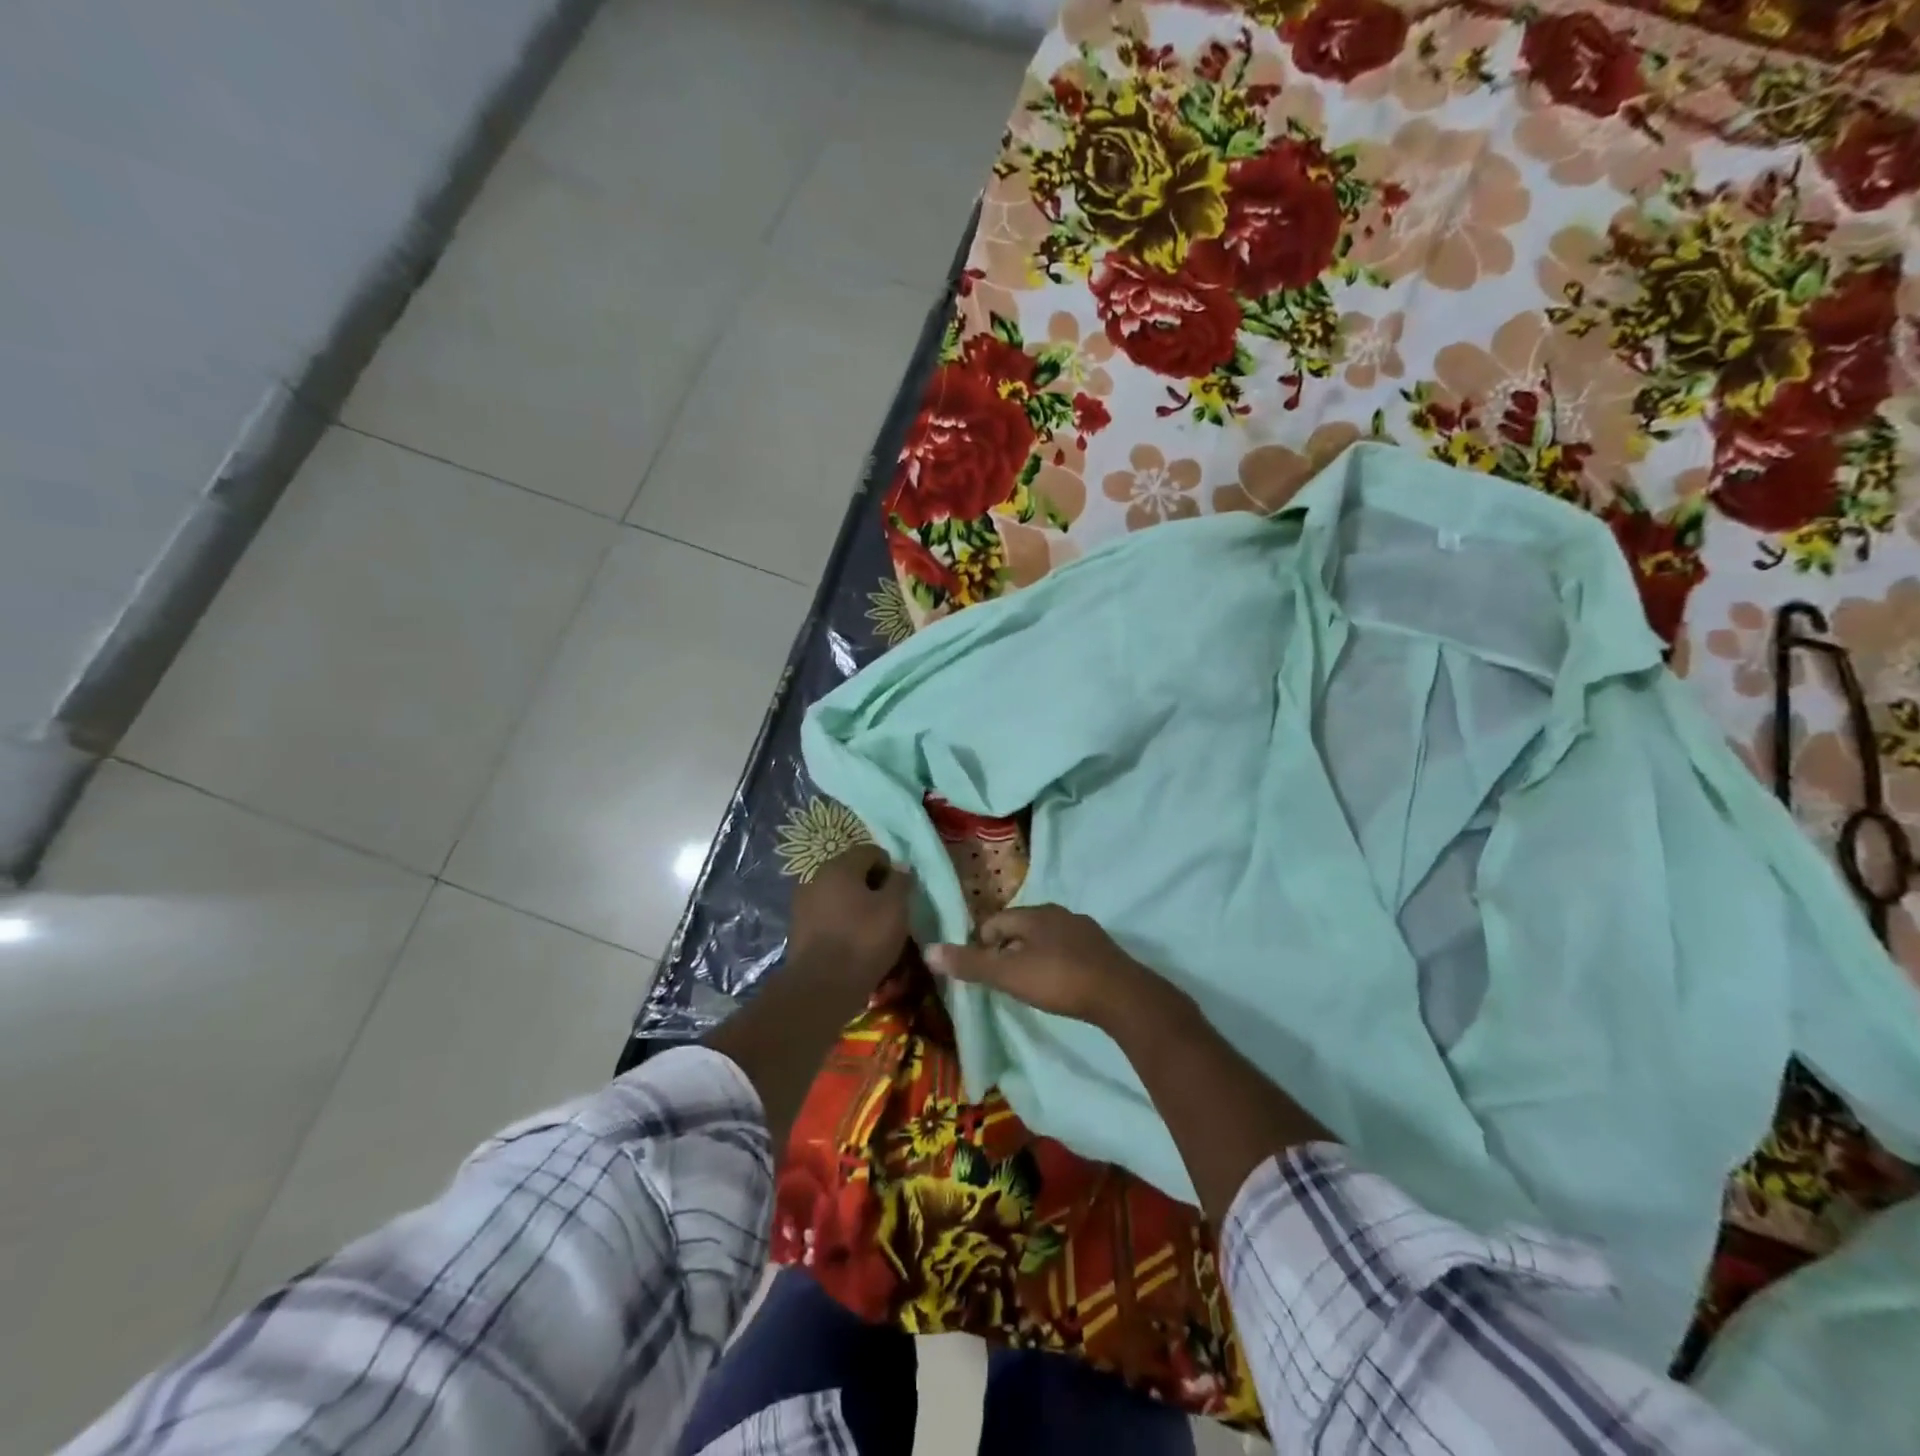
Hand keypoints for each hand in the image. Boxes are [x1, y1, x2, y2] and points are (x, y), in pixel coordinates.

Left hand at [787, 843, 915, 996]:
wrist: (821, 988)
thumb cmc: (863, 941)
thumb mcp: (895, 908)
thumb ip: (900, 882)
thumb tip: (900, 867)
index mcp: (840, 866)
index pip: (871, 852)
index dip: (890, 868)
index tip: (901, 893)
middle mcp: (816, 877)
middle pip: (852, 872)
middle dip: (872, 886)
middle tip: (889, 911)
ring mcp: (803, 902)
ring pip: (838, 894)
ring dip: (856, 905)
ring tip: (872, 930)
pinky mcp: (798, 928)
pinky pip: (827, 915)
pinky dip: (841, 922)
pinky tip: (852, 943)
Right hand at [925, 905, 1172, 1032]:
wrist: (1120, 995)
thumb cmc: (1058, 980)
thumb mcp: (1008, 975)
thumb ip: (970, 964)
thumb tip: (928, 950)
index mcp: (1033, 914)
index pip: (994, 922)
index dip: (981, 945)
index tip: (981, 973)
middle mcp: (1058, 913)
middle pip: (1020, 928)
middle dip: (1007, 951)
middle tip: (1003, 982)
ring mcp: (1083, 929)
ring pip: (1045, 938)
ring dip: (1032, 957)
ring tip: (1030, 985)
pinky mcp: (1101, 949)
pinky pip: (1067, 950)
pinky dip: (1056, 963)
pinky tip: (1060, 985)